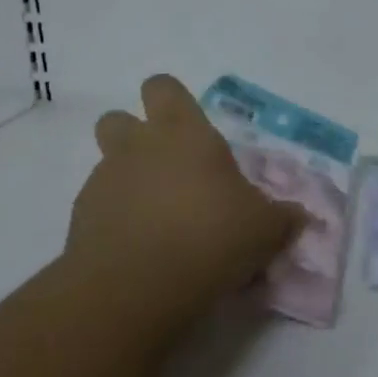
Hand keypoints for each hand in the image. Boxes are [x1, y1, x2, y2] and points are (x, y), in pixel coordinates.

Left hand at [69, 75, 304, 314]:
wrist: (135, 288)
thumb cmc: (209, 238)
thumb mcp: (264, 229)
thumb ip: (281, 217)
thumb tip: (298, 217)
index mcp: (183, 133)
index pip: (163, 87)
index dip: (172, 100)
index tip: (189, 126)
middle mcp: (137, 147)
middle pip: (118, 118)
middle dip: (135, 136)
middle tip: (166, 169)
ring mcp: (103, 182)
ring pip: (107, 165)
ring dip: (126, 182)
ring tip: (155, 220)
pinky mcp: (79, 220)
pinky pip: (98, 208)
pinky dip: (114, 220)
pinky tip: (138, 250)